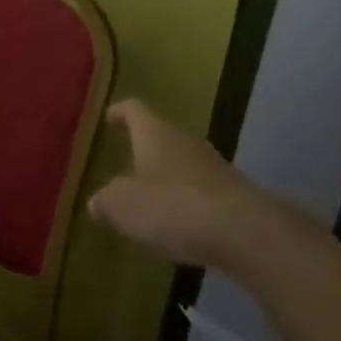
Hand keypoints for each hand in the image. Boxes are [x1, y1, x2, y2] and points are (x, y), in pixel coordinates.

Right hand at [88, 98, 263, 268]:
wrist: (243, 231)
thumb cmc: (172, 206)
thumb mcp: (123, 206)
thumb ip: (106, 201)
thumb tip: (97, 201)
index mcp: (154, 133)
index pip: (134, 110)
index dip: (120, 112)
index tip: (110, 116)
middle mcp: (185, 140)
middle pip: (161, 135)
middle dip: (145, 148)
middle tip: (128, 163)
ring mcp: (214, 165)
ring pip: (183, 162)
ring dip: (168, 176)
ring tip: (152, 197)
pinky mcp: (234, 193)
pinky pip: (202, 189)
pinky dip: (188, 201)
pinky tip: (181, 223)